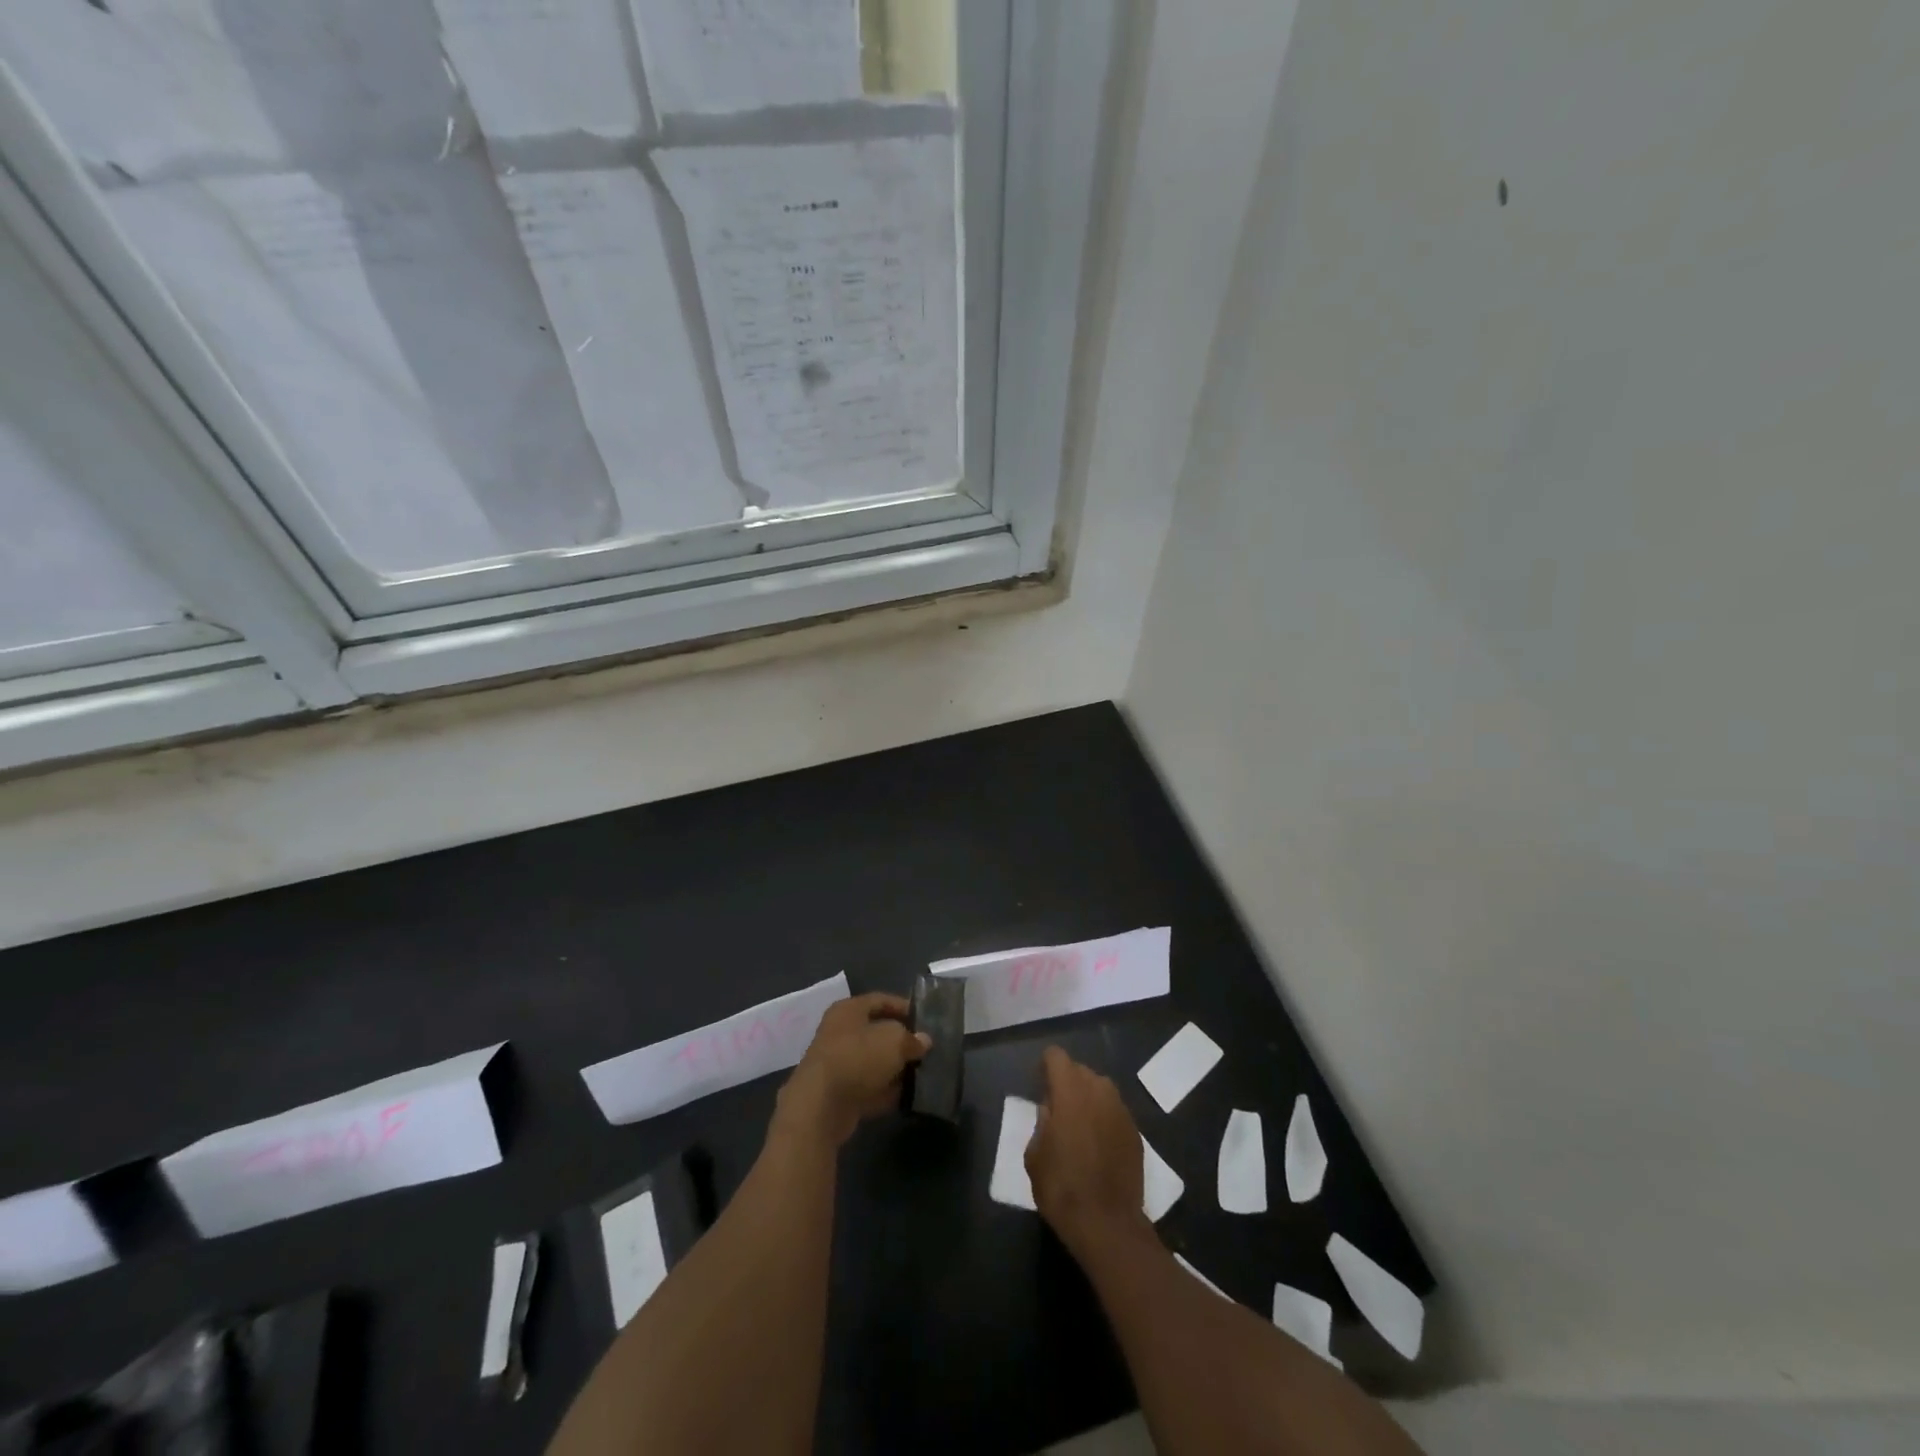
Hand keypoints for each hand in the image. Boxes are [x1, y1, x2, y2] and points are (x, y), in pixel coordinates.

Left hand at [773, 993, 929, 1147]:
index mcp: (849, 1010)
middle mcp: (840, 1033)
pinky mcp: (839, 1093)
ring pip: (874, 1062)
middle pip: (877, 1032)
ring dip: (895, 1069)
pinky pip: (868, 1087)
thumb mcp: (894, 1040)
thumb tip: (923, 1041)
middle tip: (926, 1050)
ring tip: (921, 1073)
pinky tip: (906, 1097)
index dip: (904, 1007)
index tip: (926, 1020)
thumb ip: (911, 1039)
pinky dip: (885, 1092)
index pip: (881, 1000)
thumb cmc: (858, 1058)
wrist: (821, 1106)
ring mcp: (838, 1064)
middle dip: (901, 1041)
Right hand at [1026, 1047, 1151, 1257]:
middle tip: (1057, 1110)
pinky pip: (1115, 1112)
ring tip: (1079, 1127)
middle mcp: (1099, 1090)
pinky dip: (1105, 1119)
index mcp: (1070, 1090)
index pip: (1056, 1056)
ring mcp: (1121, 1110)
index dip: (1045, 1067)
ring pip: (1101, 1089)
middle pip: (1080, 1070)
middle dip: (1067, 1083)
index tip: (1039, 1085)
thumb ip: (1041, 1122)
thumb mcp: (1035, 1155)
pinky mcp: (1136, 1132)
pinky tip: (1098, 1145)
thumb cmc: (1062, 1187)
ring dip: (1088, 1099)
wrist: (1108, 1225)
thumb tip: (1050, 1110)